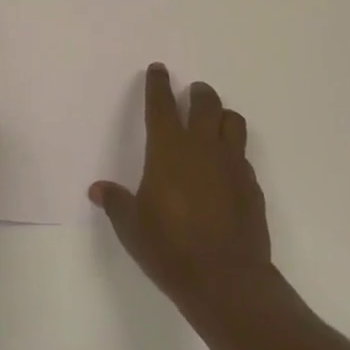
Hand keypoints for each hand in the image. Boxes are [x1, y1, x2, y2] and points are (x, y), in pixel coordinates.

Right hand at [90, 64, 270, 306]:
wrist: (226, 280)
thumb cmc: (170, 249)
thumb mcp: (132, 228)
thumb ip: (116, 203)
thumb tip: (97, 189)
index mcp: (169, 150)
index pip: (162, 105)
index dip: (158, 84)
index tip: (158, 69)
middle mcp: (202, 148)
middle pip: (205, 103)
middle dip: (198, 93)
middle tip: (192, 93)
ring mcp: (231, 164)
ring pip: (233, 121)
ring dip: (222, 115)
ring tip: (214, 122)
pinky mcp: (251, 185)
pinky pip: (243, 155)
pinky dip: (233, 152)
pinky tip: (225, 168)